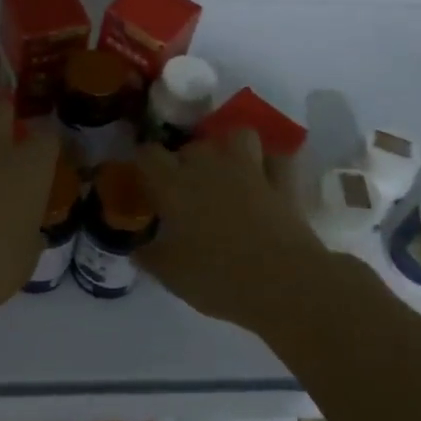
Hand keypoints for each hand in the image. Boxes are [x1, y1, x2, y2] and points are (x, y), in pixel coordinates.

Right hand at [134, 132, 329, 331]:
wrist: (284, 284)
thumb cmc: (218, 278)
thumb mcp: (171, 276)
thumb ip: (149, 257)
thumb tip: (137, 249)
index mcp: (174, 185)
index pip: (148, 154)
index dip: (144, 164)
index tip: (145, 182)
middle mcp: (208, 166)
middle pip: (190, 146)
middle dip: (185, 162)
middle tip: (185, 191)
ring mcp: (249, 169)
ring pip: (236, 136)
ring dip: (228, 149)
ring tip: (225, 172)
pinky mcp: (283, 182)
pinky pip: (276, 159)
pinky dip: (270, 165)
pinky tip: (265, 180)